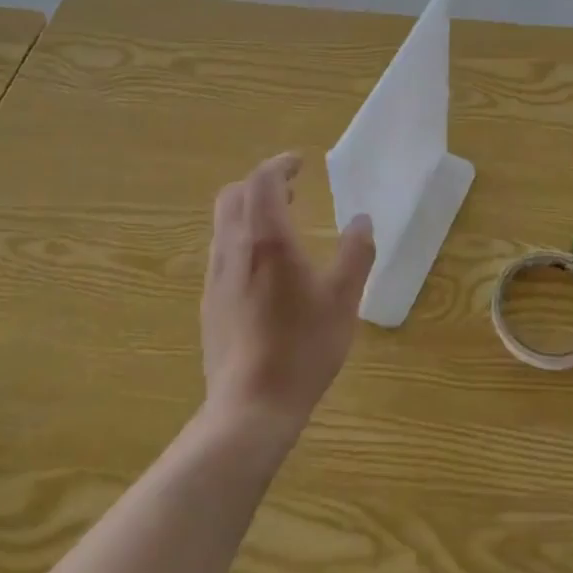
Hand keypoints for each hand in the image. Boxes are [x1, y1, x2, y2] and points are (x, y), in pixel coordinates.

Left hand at [202, 153, 375, 432]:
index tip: (300, 163)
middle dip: (261, 184)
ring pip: (224, 225)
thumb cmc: (303, 348)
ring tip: (282, 225)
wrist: (250, 408)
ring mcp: (216, 278)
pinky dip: (242, 239)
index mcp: (266, 240)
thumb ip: (356, 253)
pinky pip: (222, 253)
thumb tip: (362, 220)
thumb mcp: (344, 299)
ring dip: (249, 211)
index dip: (280, 165)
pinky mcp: (209, 304)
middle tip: (292, 191)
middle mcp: (233, 250)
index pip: (262, 181)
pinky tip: (266, 269)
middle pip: (234, 196)